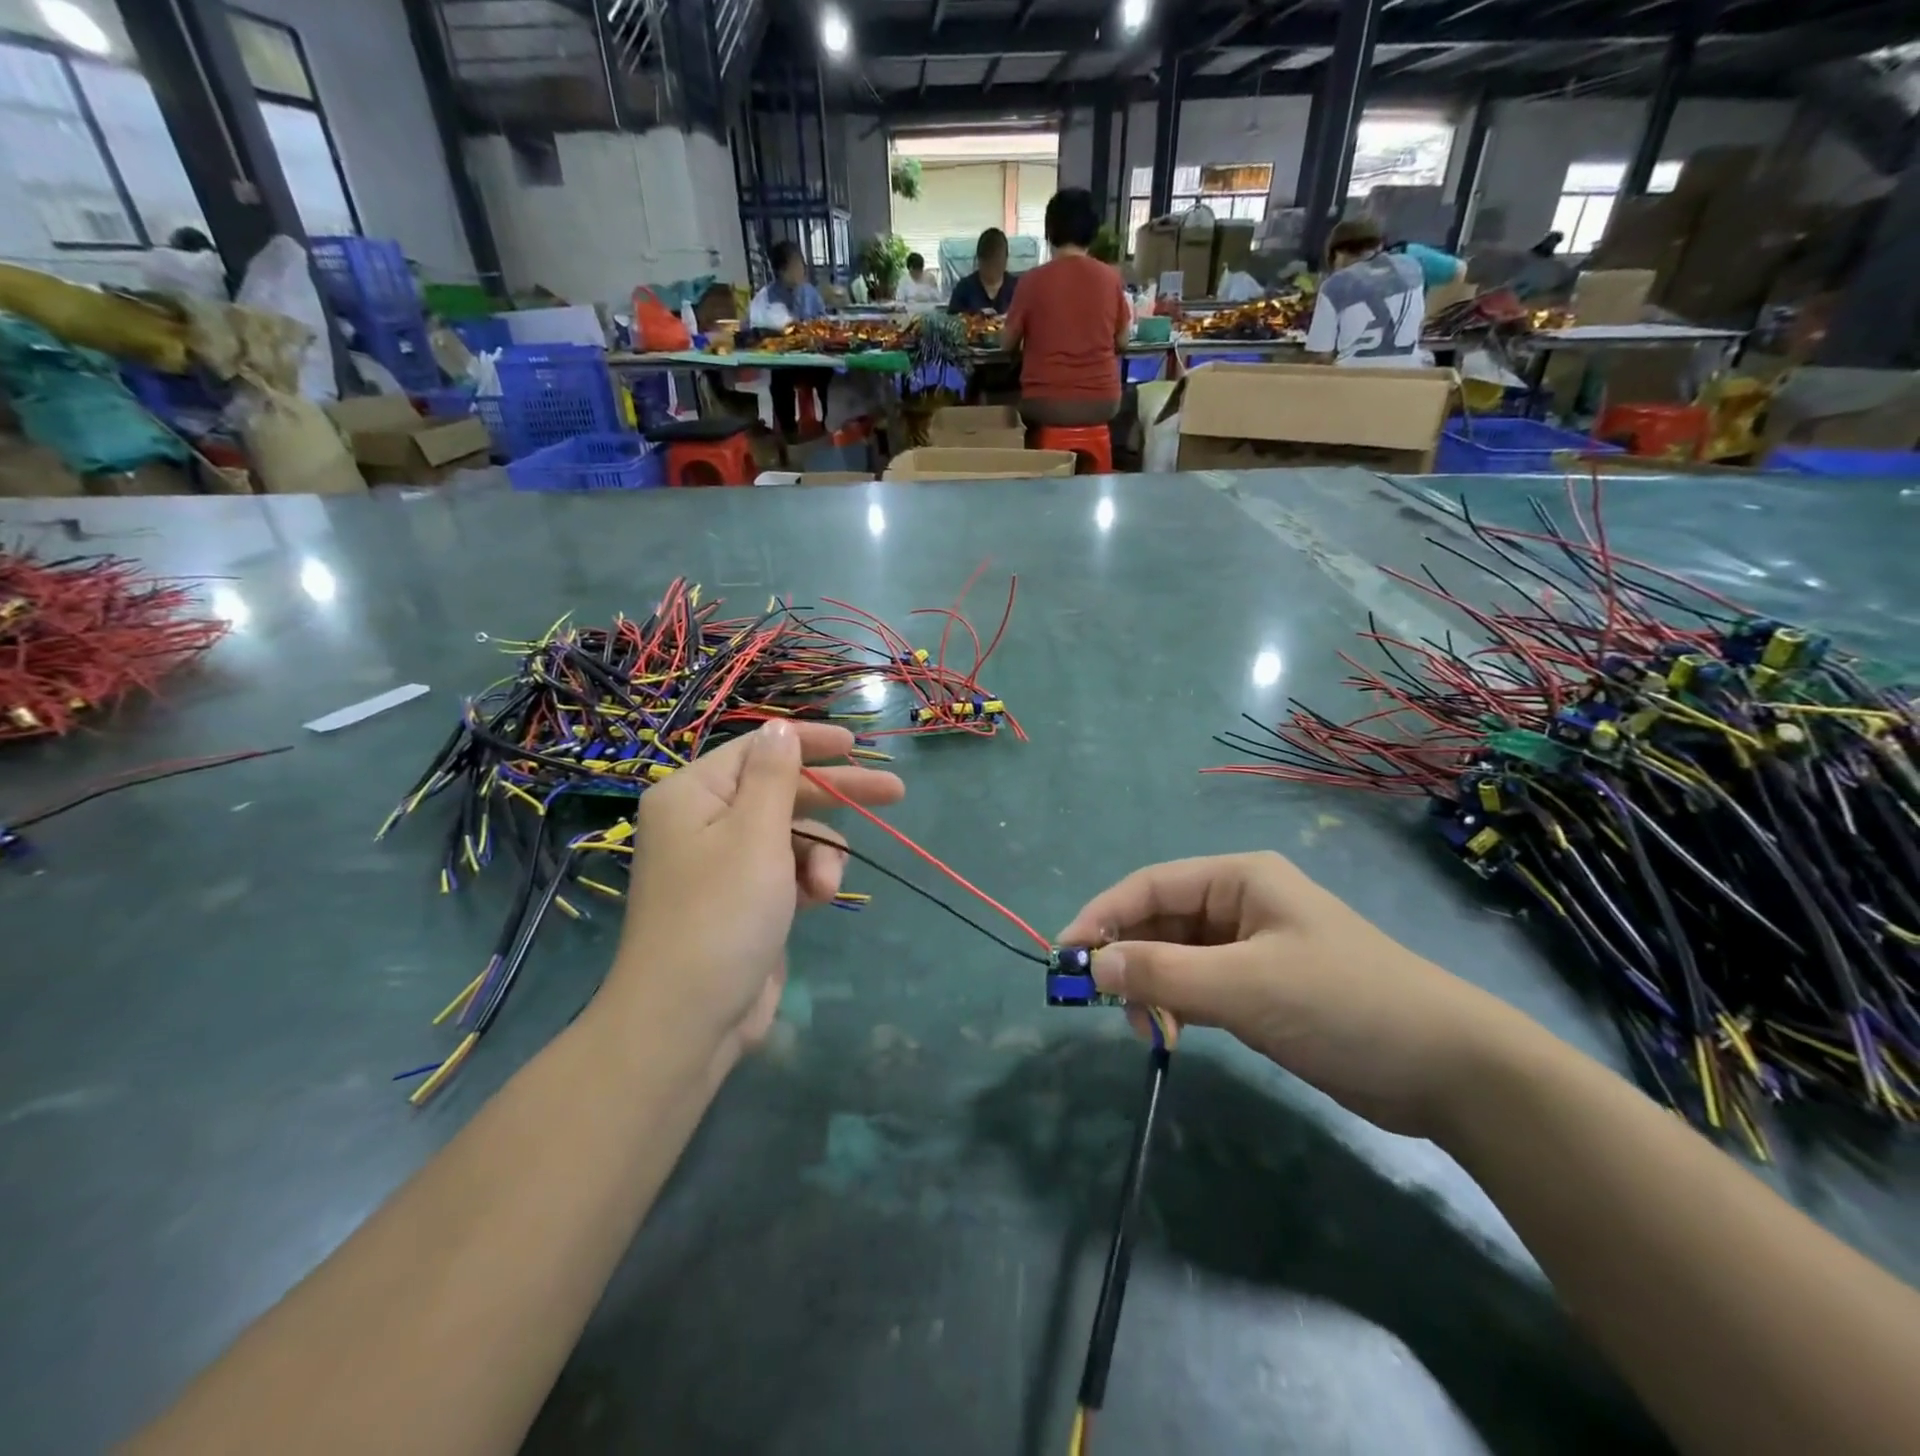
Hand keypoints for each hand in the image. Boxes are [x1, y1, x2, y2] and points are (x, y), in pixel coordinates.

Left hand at [609, 721, 903, 1063]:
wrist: (689, 1019)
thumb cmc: (722, 913)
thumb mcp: (755, 834)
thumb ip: (775, 776)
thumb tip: (780, 728)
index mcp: (694, 794)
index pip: (758, 749)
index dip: (808, 742)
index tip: (856, 745)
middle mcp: (705, 821)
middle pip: (782, 791)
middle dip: (836, 796)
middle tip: (894, 792)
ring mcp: (725, 863)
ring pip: (792, 834)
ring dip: (820, 853)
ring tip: (826, 887)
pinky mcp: (745, 898)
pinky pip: (788, 869)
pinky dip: (808, 879)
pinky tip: (818, 901)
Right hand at [1058, 852, 1530, 1137]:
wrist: (1448, 1070)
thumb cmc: (1343, 1004)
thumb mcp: (1246, 986)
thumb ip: (1164, 974)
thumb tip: (1094, 966)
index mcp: (1239, 879)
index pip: (1151, 886)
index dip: (1102, 915)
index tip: (1065, 954)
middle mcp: (1240, 904)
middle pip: (1160, 921)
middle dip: (1128, 957)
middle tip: (1101, 1003)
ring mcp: (1251, 947)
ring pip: (1176, 957)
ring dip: (1151, 987)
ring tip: (1146, 1029)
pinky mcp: (1261, 988)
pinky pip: (1199, 986)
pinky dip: (1177, 1006)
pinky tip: (1170, 1034)